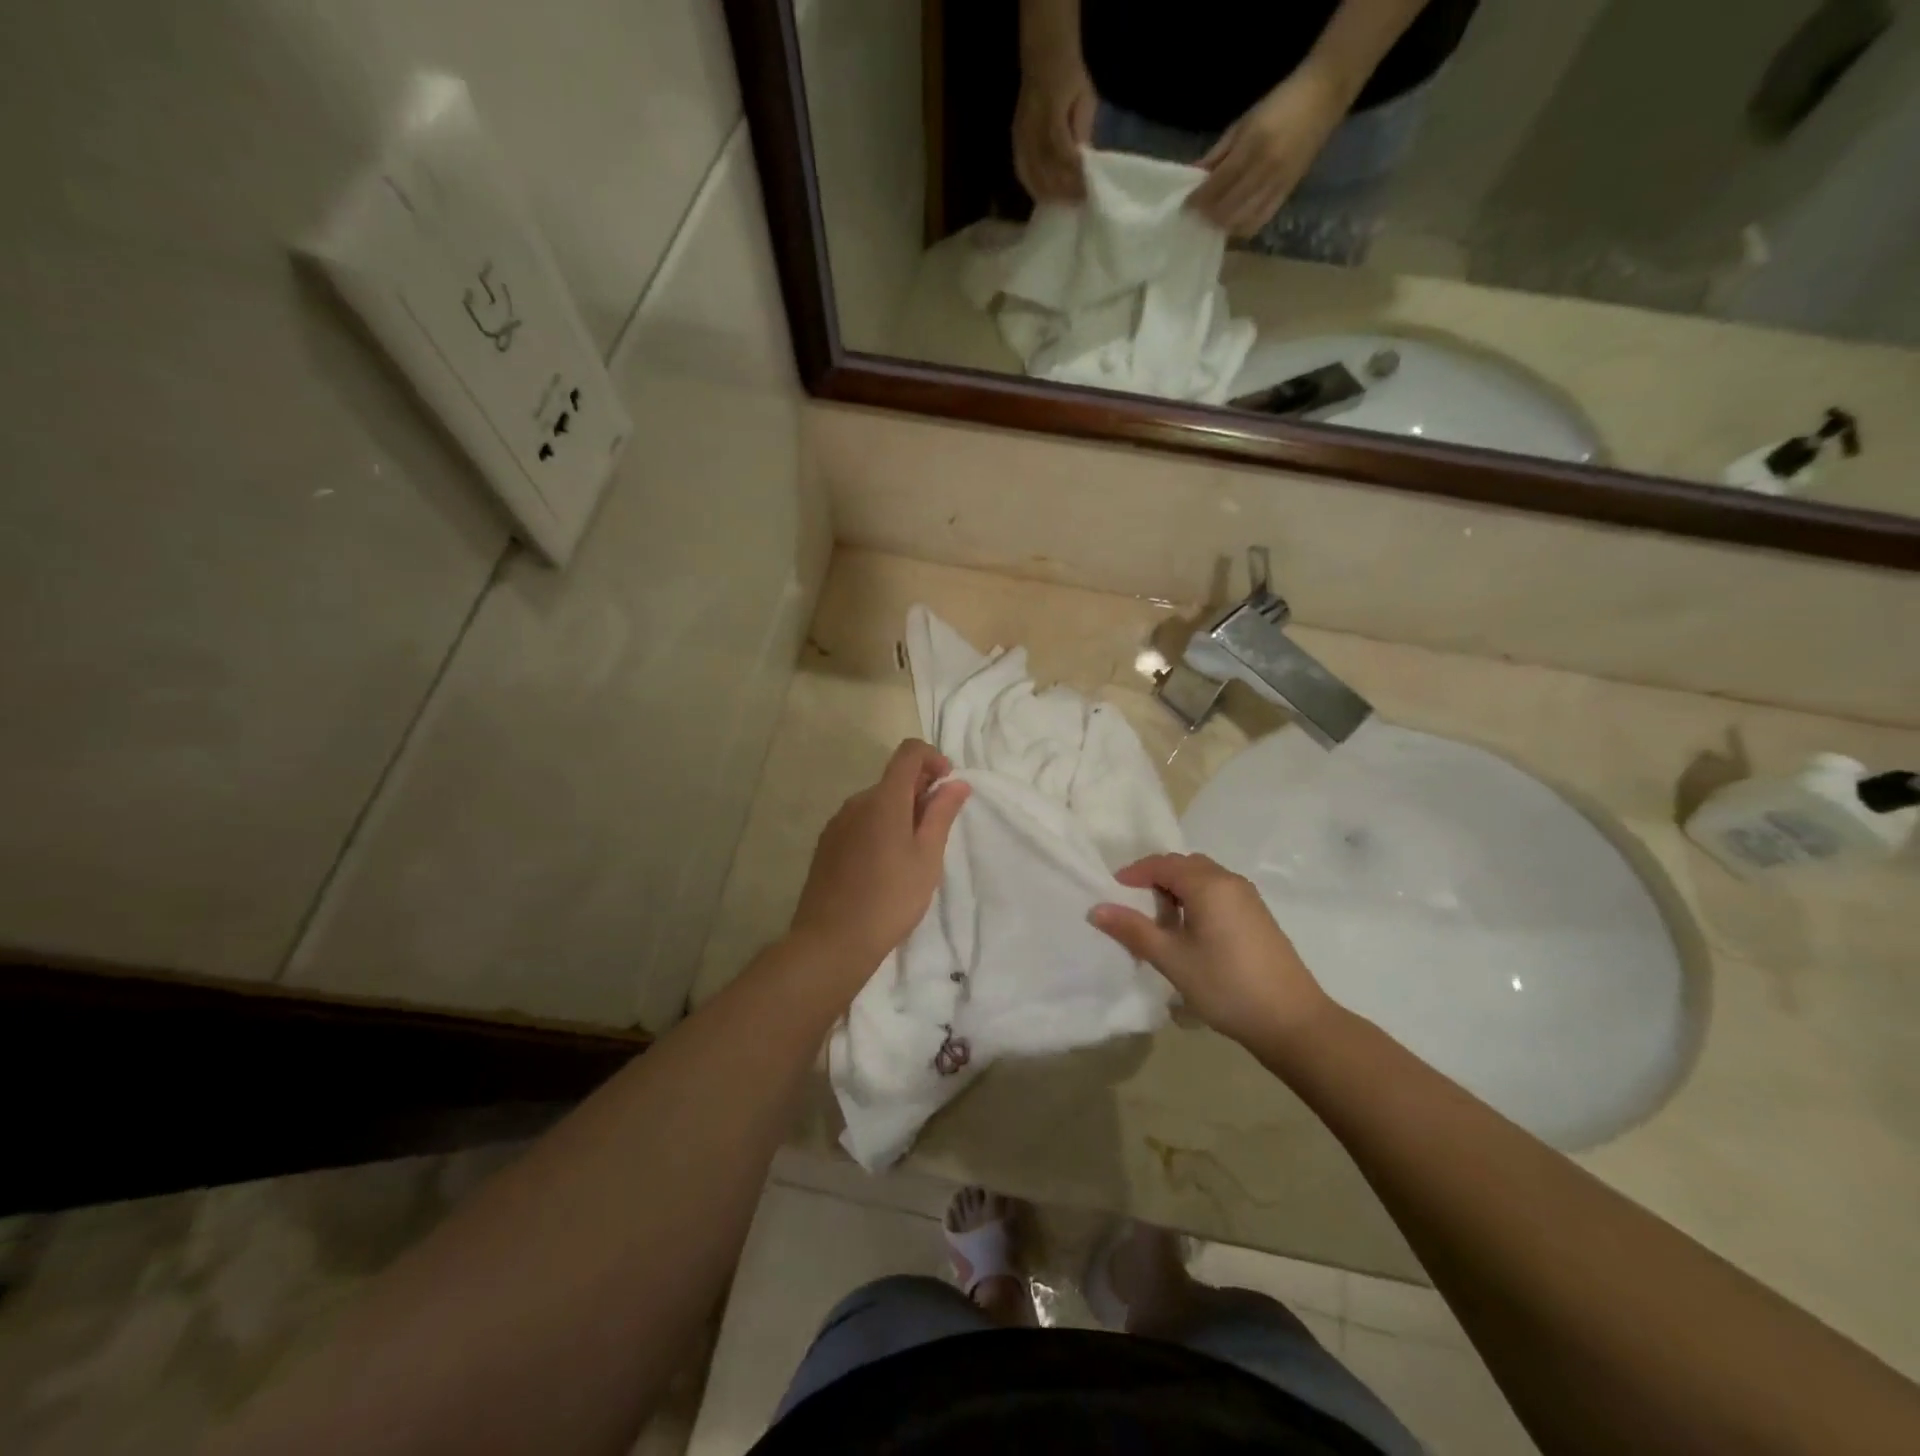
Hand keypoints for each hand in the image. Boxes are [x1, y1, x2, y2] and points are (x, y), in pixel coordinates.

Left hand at [788, 739, 969, 982]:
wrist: (831, 941)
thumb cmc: (890, 899)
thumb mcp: (927, 857)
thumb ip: (942, 814)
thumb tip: (956, 782)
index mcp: (884, 799)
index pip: (909, 753)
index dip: (933, 758)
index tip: (948, 785)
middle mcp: (856, 802)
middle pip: (893, 779)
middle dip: (920, 791)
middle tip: (937, 829)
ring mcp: (837, 823)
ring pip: (876, 802)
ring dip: (900, 812)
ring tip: (913, 853)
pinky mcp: (827, 844)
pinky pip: (860, 822)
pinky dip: (879, 828)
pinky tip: (885, 865)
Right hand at [1013, 54, 1096, 203]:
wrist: (1044, 56)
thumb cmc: (1070, 77)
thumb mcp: (1085, 98)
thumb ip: (1083, 130)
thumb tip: (1084, 162)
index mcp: (1050, 112)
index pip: (1061, 152)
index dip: (1073, 175)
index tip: (1085, 190)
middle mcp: (1032, 126)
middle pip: (1044, 169)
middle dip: (1061, 189)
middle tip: (1075, 203)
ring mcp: (1020, 135)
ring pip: (1031, 174)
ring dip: (1047, 192)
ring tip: (1062, 203)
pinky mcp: (1015, 141)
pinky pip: (1022, 171)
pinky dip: (1033, 187)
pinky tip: (1043, 196)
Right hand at [1090, 853, 1331, 1049]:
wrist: (1292, 1021)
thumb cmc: (1226, 985)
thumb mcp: (1172, 959)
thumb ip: (1133, 930)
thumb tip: (1096, 909)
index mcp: (1208, 884)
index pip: (1163, 864)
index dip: (1134, 873)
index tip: (1112, 892)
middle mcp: (1230, 881)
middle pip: (1185, 866)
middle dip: (1156, 878)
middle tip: (1134, 905)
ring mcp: (1249, 898)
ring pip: (1204, 878)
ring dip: (1177, 889)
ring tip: (1159, 921)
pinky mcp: (1258, 917)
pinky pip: (1219, 893)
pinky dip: (1197, 900)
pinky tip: (1190, 932)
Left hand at [1188, 64, 1349, 238]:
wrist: (1324, 94)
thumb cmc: (1280, 102)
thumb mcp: (1244, 122)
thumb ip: (1218, 152)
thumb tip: (1194, 175)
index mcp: (1254, 145)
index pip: (1218, 183)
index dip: (1199, 199)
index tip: (1185, 206)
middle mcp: (1265, 169)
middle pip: (1228, 207)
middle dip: (1208, 215)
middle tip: (1195, 217)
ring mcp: (1278, 184)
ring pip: (1242, 219)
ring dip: (1223, 225)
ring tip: (1211, 221)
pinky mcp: (1287, 192)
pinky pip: (1260, 221)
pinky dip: (1242, 228)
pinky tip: (1232, 224)